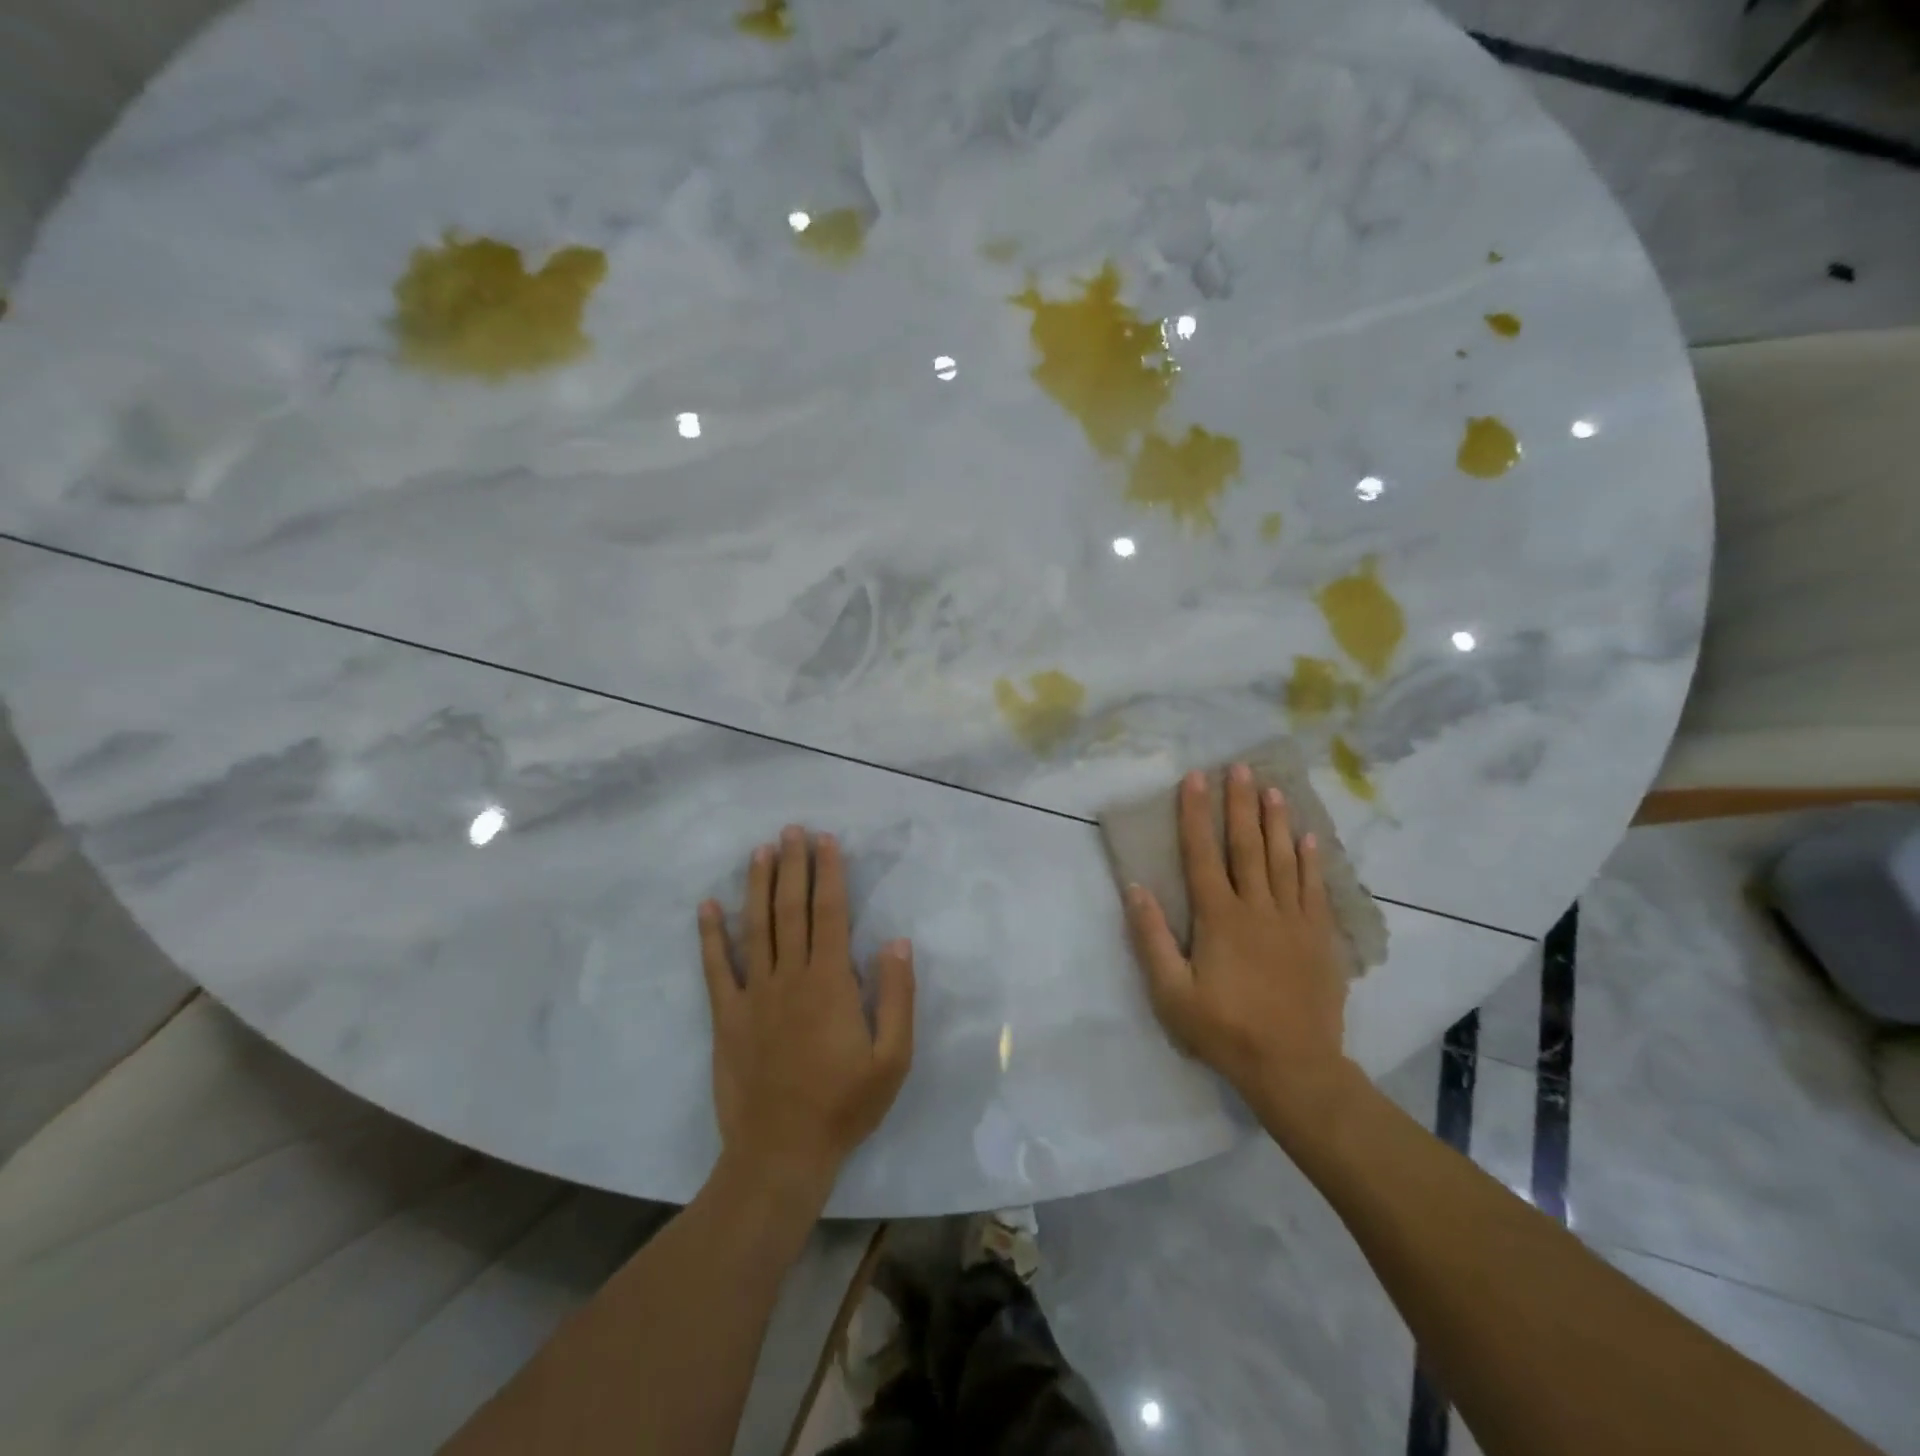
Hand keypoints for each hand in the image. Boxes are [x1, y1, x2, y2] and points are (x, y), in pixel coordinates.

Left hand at [698, 826, 914, 1208]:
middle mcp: (789, 978)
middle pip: (790, 909)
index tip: (826, 841)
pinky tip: (707, 906)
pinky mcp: (726, 1018)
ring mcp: (752, 996)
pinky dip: (710, 935)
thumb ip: (898, 997)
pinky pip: (716, 968)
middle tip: (792, 830)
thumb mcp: (893, 1058)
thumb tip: (898, 942)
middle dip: (793, 866)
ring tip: (760, 851)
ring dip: (757, 886)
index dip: (828, 873)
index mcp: (830, 983)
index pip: (830, 913)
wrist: (781, 1154)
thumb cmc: (844, 1106)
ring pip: (754, 928)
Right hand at [1124, 764, 1361, 1142]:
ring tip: (1273, 789)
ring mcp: (1293, 920)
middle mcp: (1257, 908)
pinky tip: (1310, 838)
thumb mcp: (1171, 992)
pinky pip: (1314, 888)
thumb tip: (1135, 888)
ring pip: (1283, 859)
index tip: (1194, 778)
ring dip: (1277, 822)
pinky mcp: (1319, 937)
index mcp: (1219, 918)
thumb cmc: (1224, 1030)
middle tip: (1241, 767)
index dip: (1195, 814)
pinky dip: (1312, 860)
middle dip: (1240, 804)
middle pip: (1247, 846)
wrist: (1293, 1067)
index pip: (1202, 854)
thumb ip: (1151, 938)